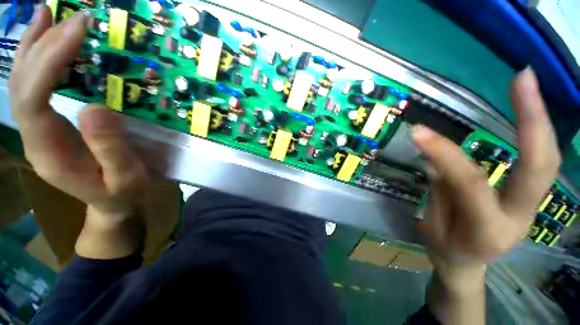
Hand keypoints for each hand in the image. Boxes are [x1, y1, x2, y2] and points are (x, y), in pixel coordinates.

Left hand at [9, 7, 147, 258]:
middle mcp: (34, 137)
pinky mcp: (47, 126)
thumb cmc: (121, 193)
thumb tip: (95, 108)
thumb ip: (110, 149)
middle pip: (22, 85)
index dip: (49, 62)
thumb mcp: (124, 177)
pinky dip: (36, 61)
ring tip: (45, 15)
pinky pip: (33, 88)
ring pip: (21, 83)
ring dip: (32, 47)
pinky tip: (45, 43)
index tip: (77, 32)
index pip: (33, 99)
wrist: (111, 205)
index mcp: (49, 152)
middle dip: (42, 46)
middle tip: (68, 17)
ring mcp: (38, 131)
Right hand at [413, 69, 560, 323]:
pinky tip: (529, 111)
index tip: (419, 132)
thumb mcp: (432, 224)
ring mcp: (532, 208)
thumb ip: (441, 188)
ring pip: (548, 161)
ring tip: (526, 84)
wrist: (465, 265)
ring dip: (540, 121)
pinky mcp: (531, 199)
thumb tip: (437, 156)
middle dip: (533, 120)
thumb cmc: (443, 248)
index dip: (444, 154)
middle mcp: (520, 218)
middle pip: (539, 167)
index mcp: (487, 231)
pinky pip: (541, 163)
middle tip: (522, 78)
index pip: (469, 183)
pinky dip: (537, 134)